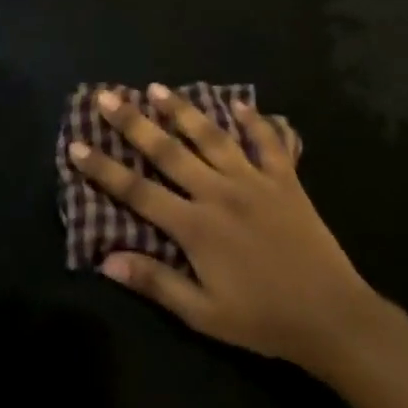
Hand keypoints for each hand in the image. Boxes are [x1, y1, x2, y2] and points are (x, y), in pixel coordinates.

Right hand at [70, 86, 388, 372]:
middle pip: (168, 151)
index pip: (137, 191)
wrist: (331, 317)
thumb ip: (155, 282)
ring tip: (158, 88)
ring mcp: (254, 181)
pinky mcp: (286, 180)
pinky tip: (240, 103)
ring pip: (212, 137)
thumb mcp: (203, 313)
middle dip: (133, 123)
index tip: (76, 145)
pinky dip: (255, 121)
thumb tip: (106, 259)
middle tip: (107, 97)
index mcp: (195, 226)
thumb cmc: (262, 319)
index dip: (103, 169)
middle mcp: (219, 193)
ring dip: (184, 111)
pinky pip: (269, 143)